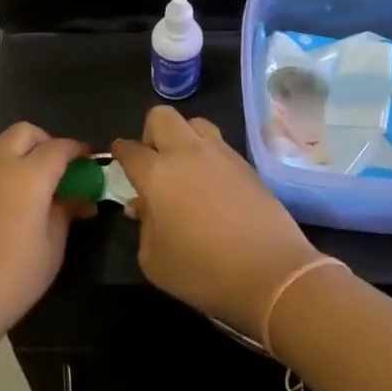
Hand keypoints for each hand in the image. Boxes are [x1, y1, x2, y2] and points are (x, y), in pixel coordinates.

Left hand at [0, 123, 89, 347]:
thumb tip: (78, 198)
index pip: (60, 147)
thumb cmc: (10, 279)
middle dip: (46, 143)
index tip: (89, 163)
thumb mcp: (51, 249)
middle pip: (25, 133)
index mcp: (28, 175)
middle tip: (58, 171)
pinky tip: (3, 199)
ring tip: (29, 183)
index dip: (78, 151)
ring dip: (18, 151)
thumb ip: (65, 213)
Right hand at [112, 107, 317, 340]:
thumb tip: (144, 207)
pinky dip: (209, 157)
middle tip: (153, 162)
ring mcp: (221, 155)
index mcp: (157, 173)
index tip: (119, 159)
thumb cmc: (203, 271)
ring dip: (184, 138)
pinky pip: (220, 146)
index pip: (130, 149)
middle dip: (151, 133)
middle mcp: (187, 153)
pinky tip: (212, 186)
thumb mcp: (155, 260)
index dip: (120, 153)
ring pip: (195, 124)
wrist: (272, 273)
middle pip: (162, 117)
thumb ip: (144, 227)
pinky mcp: (248, 166)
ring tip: (186, 169)